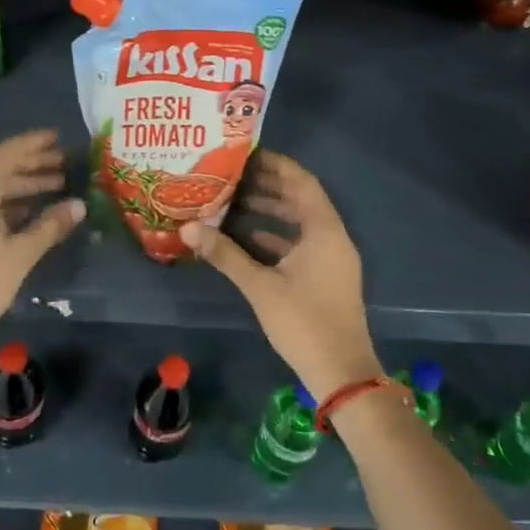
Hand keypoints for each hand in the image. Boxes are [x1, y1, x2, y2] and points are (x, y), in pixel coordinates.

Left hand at [0, 130, 84, 341]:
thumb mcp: (20, 254)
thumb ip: (50, 226)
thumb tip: (79, 205)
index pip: (11, 152)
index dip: (36, 144)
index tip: (59, 136)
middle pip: (1, 167)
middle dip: (33, 165)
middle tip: (65, 164)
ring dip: (21, 184)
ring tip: (55, 187)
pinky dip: (4, 201)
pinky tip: (28, 211)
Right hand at [180, 150, 382, 401]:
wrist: (342, 374)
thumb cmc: (304, 322)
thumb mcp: (260, 287)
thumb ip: (225, 254)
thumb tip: (187, 228)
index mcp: (324, 231)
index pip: (302, 183)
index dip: (277, 165)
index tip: (248, 155)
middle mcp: (332, 238)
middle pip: (301, 200)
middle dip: (269, 186)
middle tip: (234, 177)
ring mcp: (332, 259)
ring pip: (301, 223)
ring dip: (272, 211)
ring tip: (235, 203)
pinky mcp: (326, 277)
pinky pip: (302, 244)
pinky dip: (277, 236)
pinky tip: (248, 239)